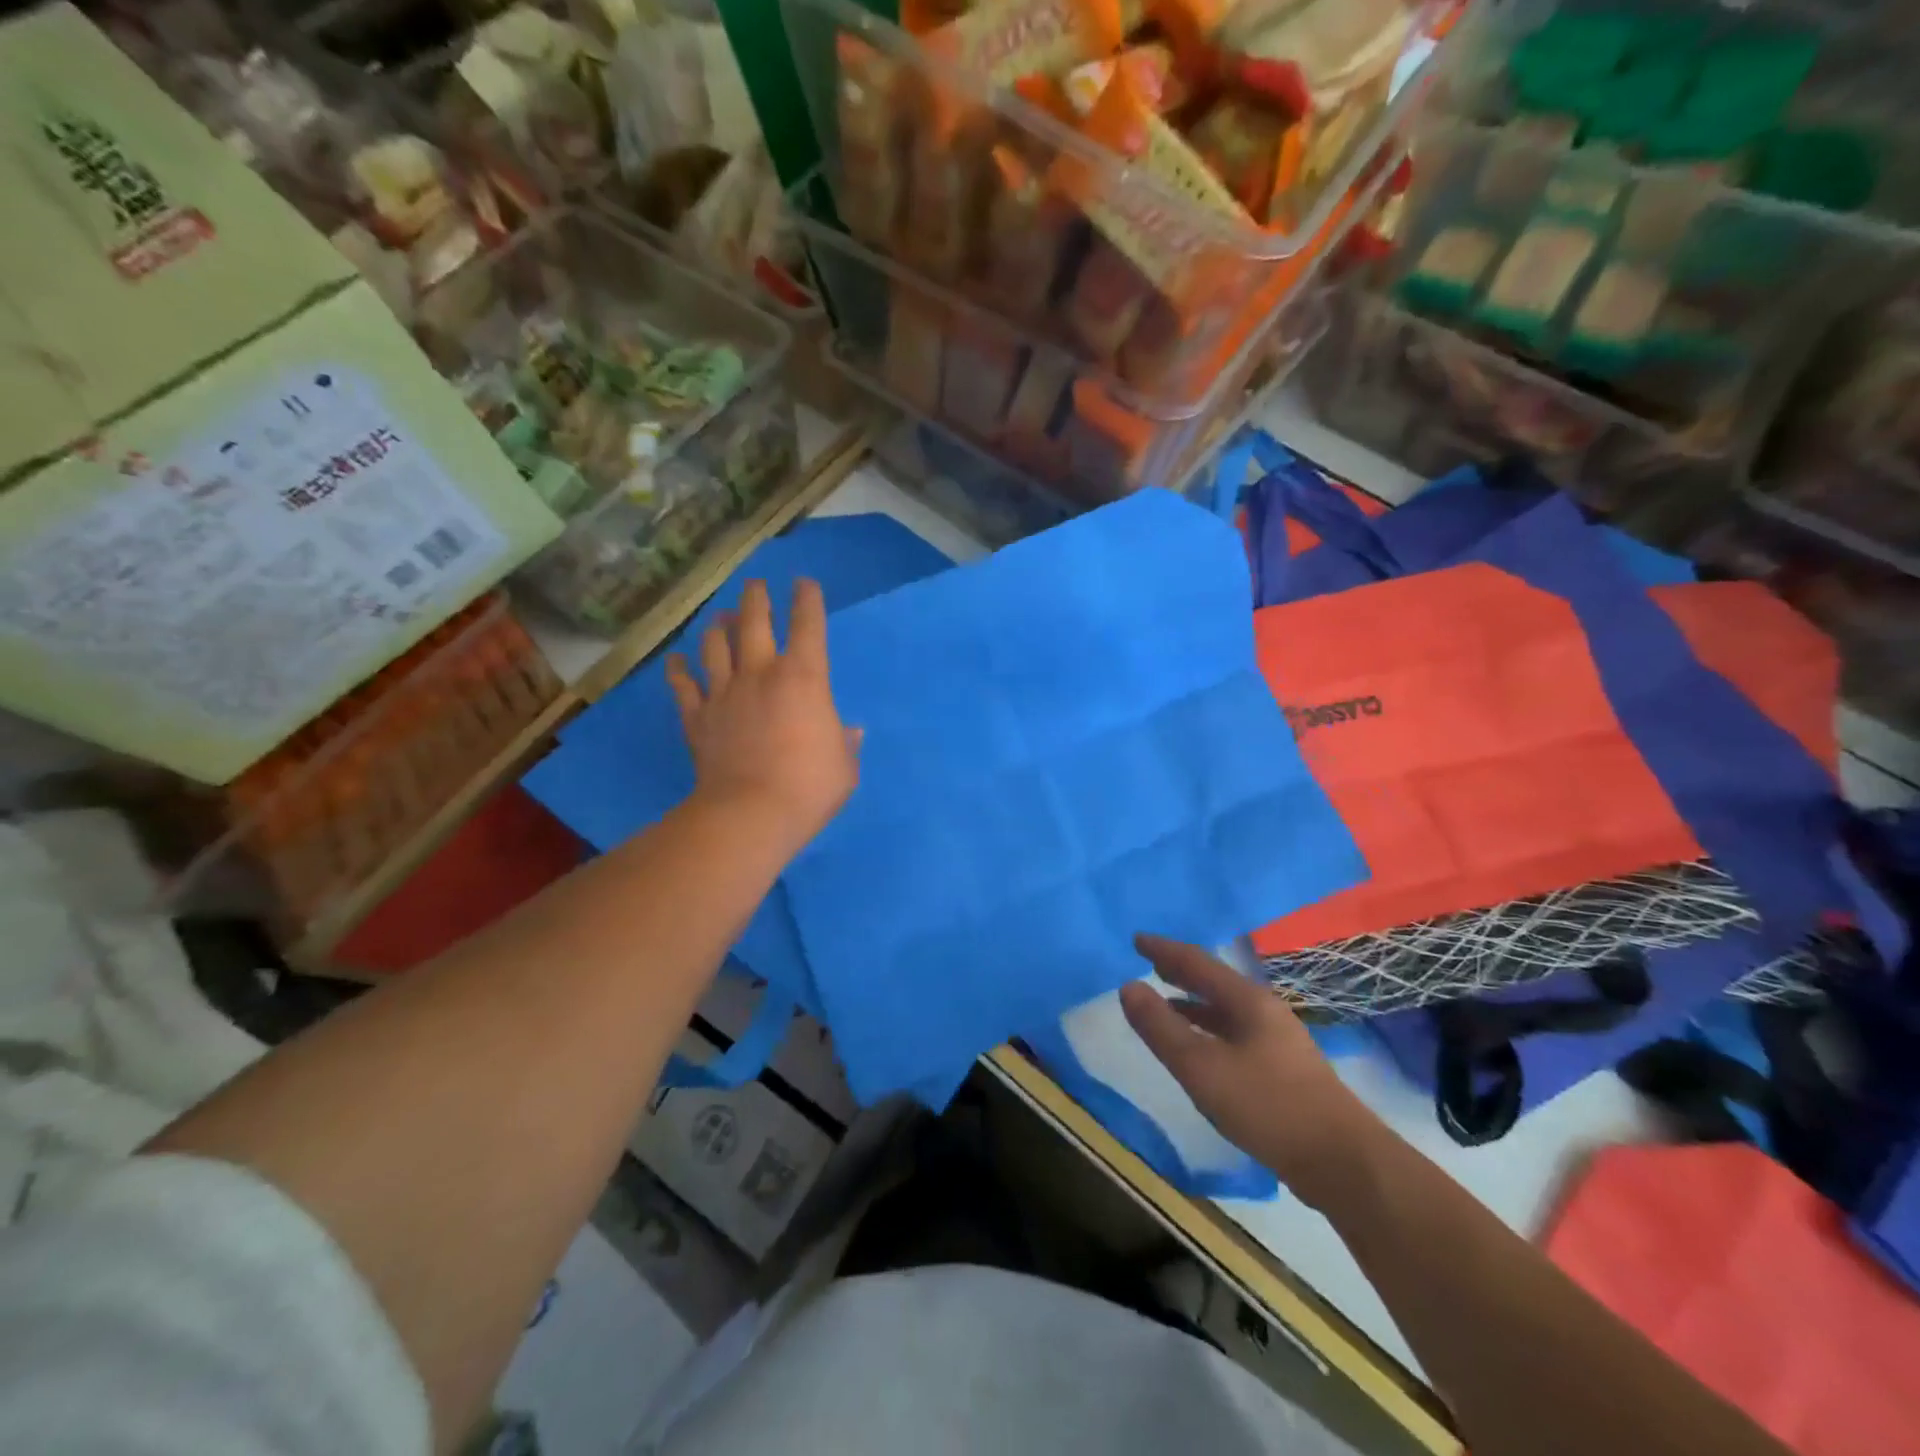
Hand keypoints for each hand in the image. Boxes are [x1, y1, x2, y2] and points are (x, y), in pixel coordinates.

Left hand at [667, 578, 858, 852]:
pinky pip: (683, 685)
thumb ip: (845, 743)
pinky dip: (678, 670)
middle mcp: (760, 673)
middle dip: (757, 598)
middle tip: (756, 585)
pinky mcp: (697, 717)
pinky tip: (676, 660)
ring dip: (718, 627)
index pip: (807, 625)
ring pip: (714, 646)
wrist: (751, 813)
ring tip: (721, 618)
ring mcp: (724, 693)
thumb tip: (849, 732)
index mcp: (804, 677)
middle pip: (754, 622)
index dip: (807, 599)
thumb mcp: (844, 766)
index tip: (804, 583)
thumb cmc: (809, 786)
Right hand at [1120, 936, 1381, 1209]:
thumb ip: (1161, 1027)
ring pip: (1226, 1010)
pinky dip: (1209, 1030)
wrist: (1343, 1162)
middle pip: (1215, 982)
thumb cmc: (1267, 1105)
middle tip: (1151, 963)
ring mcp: (1278, 1041)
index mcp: (1247, 1001)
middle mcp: (1264, 1012)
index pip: (1197, 962)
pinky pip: (1234, 1034)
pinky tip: (1201, 1051)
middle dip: (1181, 971)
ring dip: (1194, 1003)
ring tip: (1166, 1004)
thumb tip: (1127, 986)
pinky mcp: (1284, 1070)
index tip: (1137, 939)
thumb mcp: (1201, 1067)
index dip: (1164, 950)